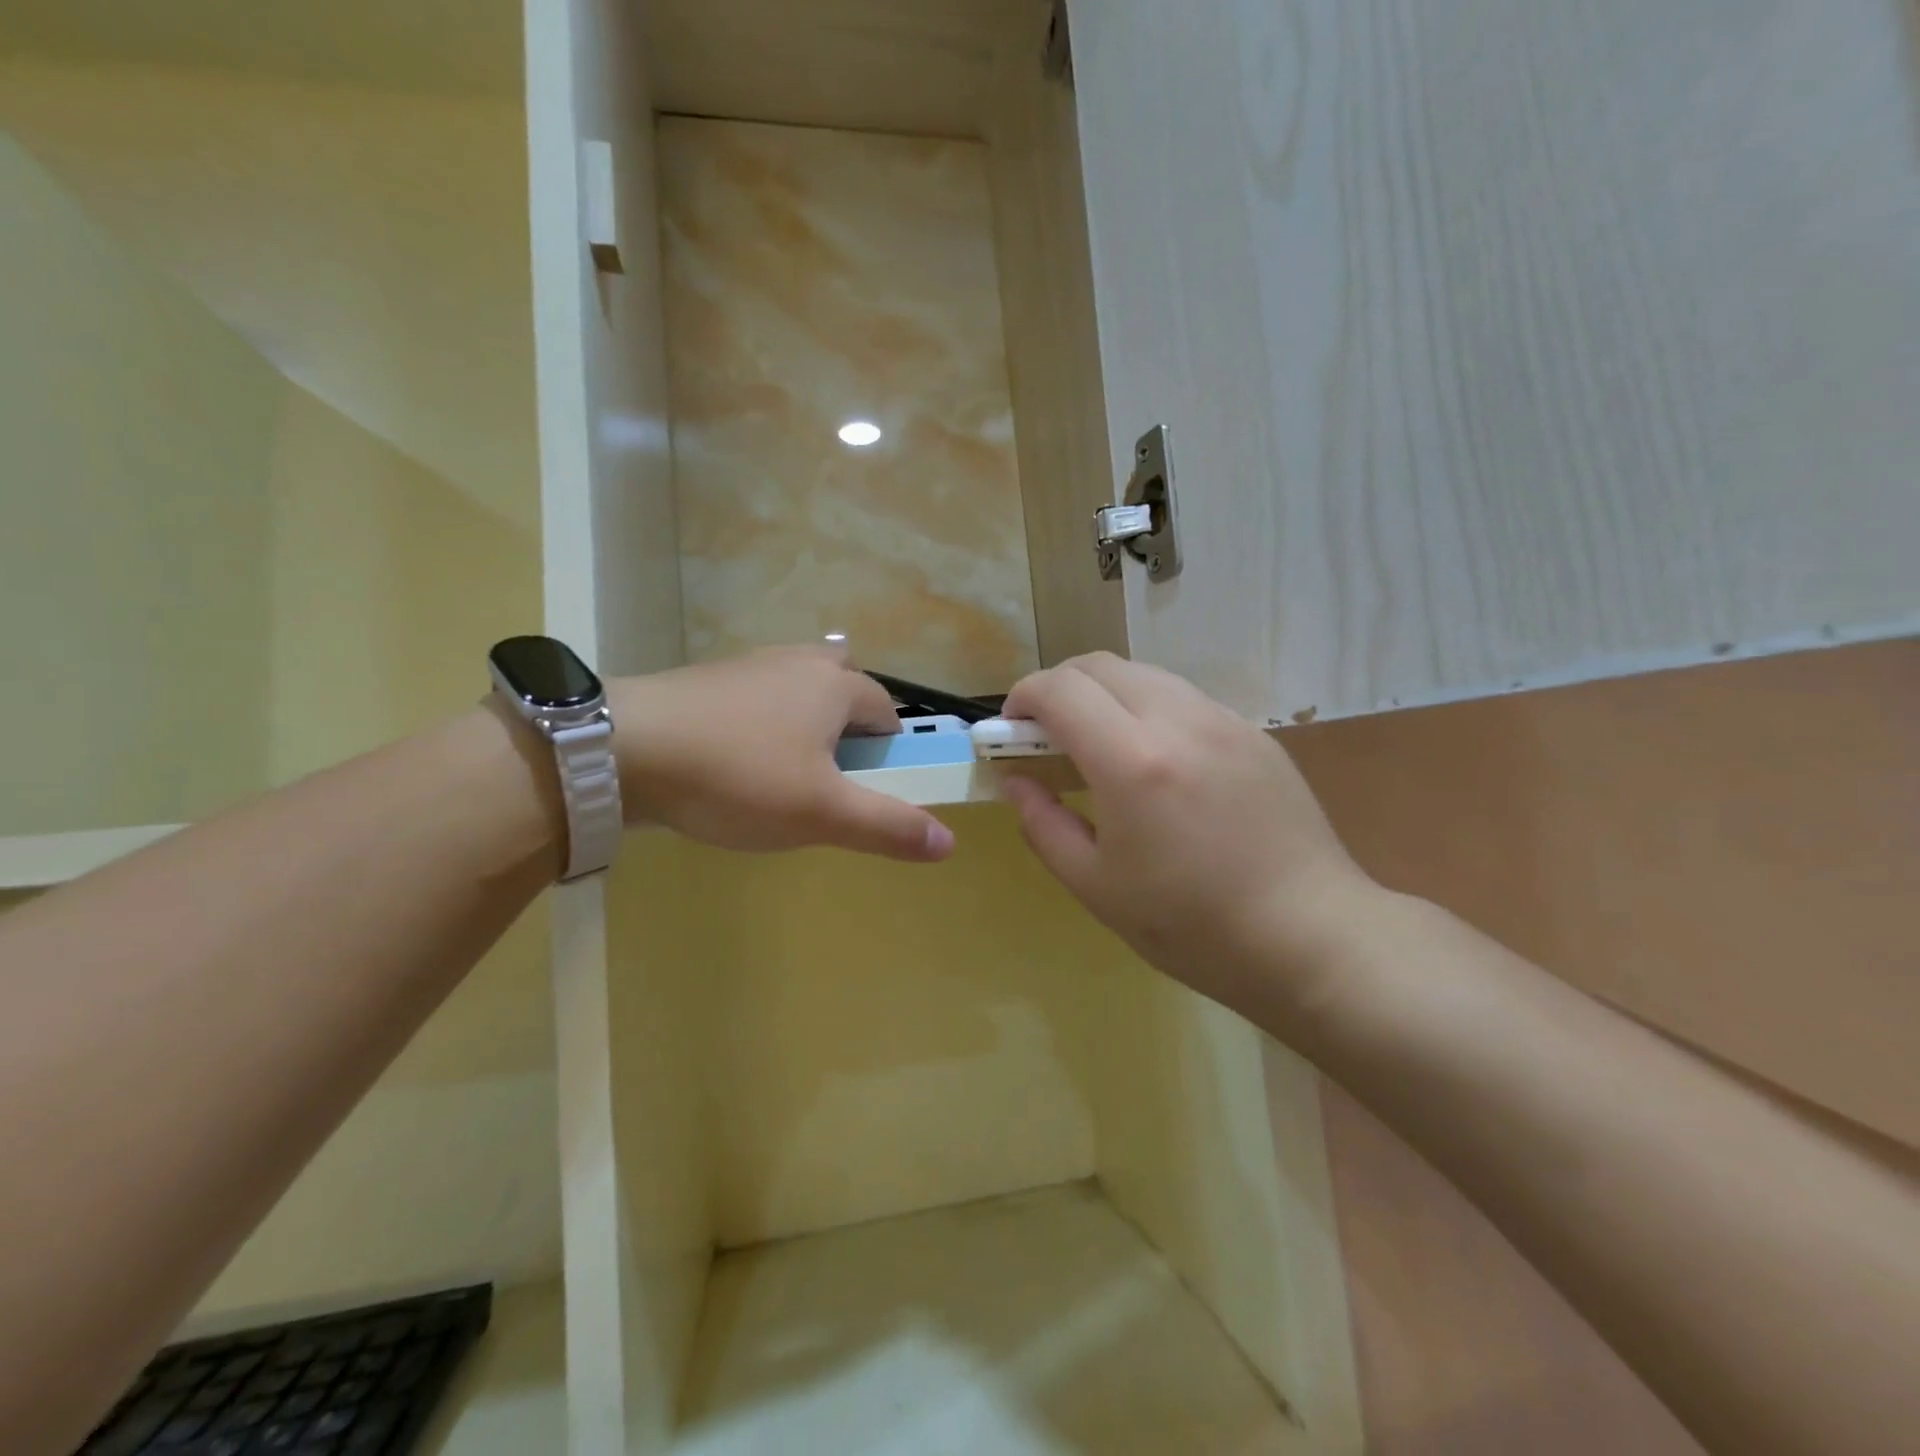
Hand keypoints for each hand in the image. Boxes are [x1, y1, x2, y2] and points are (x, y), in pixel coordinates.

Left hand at [608, 647, 955, 862]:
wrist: (621, 750)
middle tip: (828, 780)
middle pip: (844, 691)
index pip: (888, 714)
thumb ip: (889, 826)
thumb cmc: (738, 776)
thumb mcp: (822, 812)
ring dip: (804, 728)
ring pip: (797, 693)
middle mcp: (798, 663)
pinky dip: (761, 727)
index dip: (890, 755)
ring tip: (781, 778)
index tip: (867, 793)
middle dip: (848, 732)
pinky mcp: (707, 681)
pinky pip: (756, 701)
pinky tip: (734, 764)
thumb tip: (950, 841)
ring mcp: (748, 667)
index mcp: (836, 686)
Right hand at [1000, 653, 1378, 1016]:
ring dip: (1103, 693)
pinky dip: (1146, 708)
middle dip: (1058, 687)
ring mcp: (1223, 720)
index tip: (1011, 730)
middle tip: (1046, 734)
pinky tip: (1153, 761)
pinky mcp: (1253, 733)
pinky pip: (1183, 698)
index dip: (1022, 698)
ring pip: (1143, 674)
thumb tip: (1015, 781)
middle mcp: (1178, 721)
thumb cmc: (1191, 925)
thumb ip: (1042, 823)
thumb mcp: (1095, 886)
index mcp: (1132, 761)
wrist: (1309, 937)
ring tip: (1098, 746)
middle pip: (1099, 665)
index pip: (1059, 689)